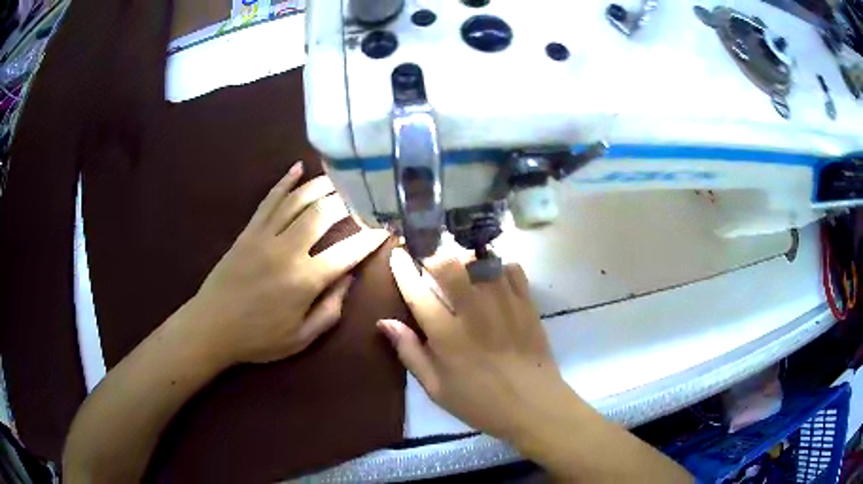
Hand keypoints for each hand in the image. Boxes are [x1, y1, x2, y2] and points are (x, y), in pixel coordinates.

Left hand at [184, 162, 388, 365]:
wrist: (212, 326)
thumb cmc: (259, 338)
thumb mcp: (302, 338)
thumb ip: (330, 309)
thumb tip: (349, 278)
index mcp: (305, 280)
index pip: (348, 251)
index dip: (371, 238)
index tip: (387, 228)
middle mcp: (288, 250)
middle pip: (324, 213)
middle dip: (349, 201)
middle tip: (365, 195)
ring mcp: (265, 235)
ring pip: (298, 200)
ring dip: (322, 185)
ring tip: (341, 177)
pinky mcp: (248, 230)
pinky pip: (269, 199)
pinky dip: (284, 182)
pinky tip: (298, 168)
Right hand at [378, 248, 568, 439]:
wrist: (533, 405)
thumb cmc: (479, 403)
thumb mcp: (436, 388)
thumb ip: (410, 352)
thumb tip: (384, 322)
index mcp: (447, 336)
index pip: (417, 292)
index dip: (402, 269)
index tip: (397, 255)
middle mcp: (474, 312)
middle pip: (449, 265)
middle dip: (433, 256)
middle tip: (429, 263)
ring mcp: (504, 304)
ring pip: (480, 261)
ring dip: (464, 260)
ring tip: (461, 269)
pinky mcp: (527, 303)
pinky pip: (511, 268)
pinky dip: (497, 267)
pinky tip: (492, 279)